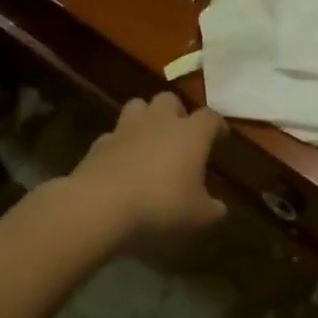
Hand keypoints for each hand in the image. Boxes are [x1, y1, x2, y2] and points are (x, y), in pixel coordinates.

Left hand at [69, 93, 226, 246]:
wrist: (99, 207)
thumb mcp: (199, 217)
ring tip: (149, 141)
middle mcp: (159, 122)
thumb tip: (220, 208)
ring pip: (137, 106)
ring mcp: (125, 129)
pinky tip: (121, 164)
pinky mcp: (98, 144)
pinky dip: (119, 145)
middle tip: (180, 135)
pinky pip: (112, 135)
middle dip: (176, 113)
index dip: (217, 126)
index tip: (220, 138)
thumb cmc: (160, 206)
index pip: (210, 117)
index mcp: (191, 134)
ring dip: (145, 119)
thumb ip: (214, 210)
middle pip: (170, 100)